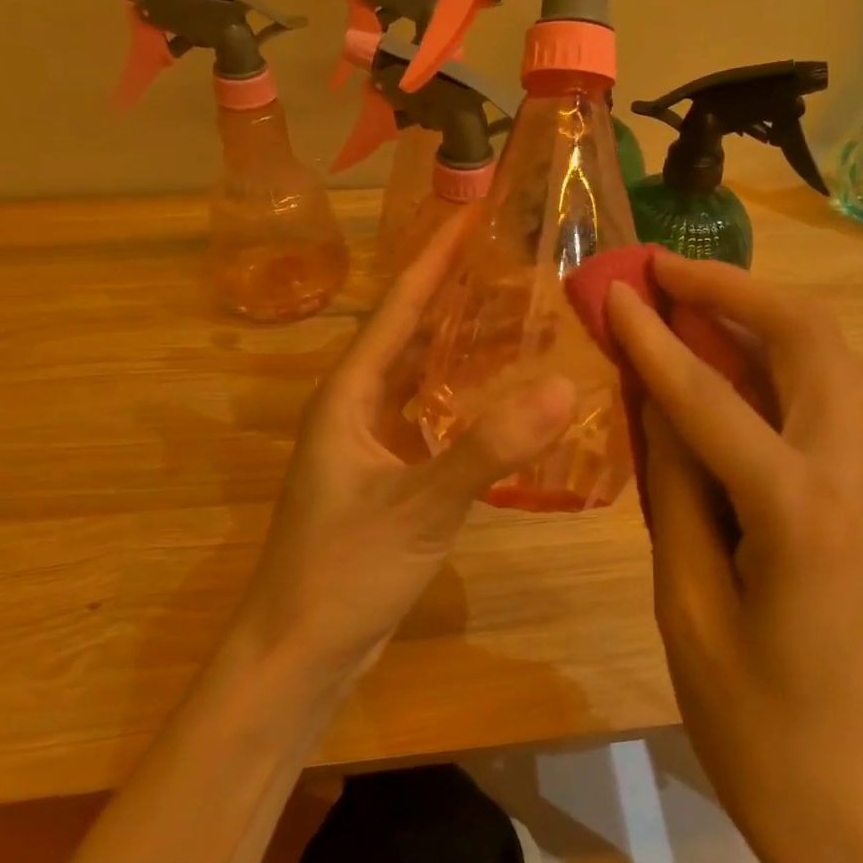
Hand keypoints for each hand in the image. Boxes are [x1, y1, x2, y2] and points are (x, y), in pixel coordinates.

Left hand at [232, 207, 574, 681]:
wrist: (298, 651)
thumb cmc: (343, 571)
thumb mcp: (419, 506)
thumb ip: (488, 449)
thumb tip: (563, 388)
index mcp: (349, 394)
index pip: (399, 306)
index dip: (436, 257)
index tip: (474, 211)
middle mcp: (356, 407)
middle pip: (411, 333)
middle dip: (457, 294)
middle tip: (516, 260)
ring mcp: (369, 444)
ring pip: (421, 377)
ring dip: (462, 346)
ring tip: (521, 317)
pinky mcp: (386, 477)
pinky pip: (429, 418)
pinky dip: (465, 400)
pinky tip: (504, 401)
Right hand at [606, 253, 862, 862]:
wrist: (856, 806)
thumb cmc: (755, 724)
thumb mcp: (687, 601)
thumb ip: (673, 485)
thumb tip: (651, 398)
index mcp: (802, 509)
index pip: (712, 395)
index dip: (654, 337)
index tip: (612, 287)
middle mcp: (855, 474)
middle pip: (811, 339)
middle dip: (735, 290)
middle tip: (664, 271)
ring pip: (828, 359)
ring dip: (758, 316)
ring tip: (686, 300)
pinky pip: (824, 399)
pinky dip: (773, 362)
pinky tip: (720, 365)